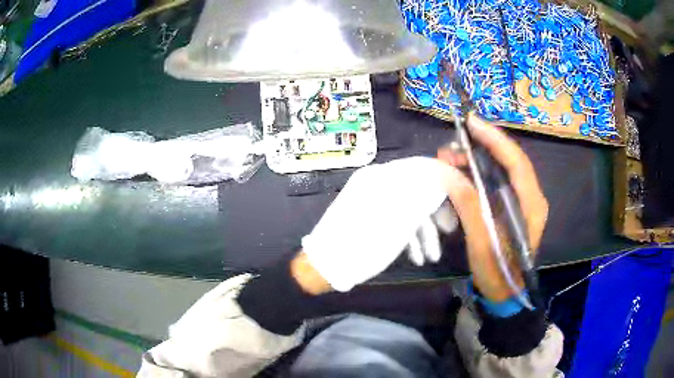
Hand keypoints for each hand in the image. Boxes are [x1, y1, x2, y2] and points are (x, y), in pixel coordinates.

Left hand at [301, 157, 454, 291]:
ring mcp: (372, 199)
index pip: (421, 167)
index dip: (445, 179)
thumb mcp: (398, 222)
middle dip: (436, 211)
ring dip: (423, 230)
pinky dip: (408, 234)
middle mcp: (376, 182)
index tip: (464, 194)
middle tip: (450, 229)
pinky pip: (395, 218)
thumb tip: (445, 177)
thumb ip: (422, 196)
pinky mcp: (369, 216)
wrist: (326, 267)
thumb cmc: (363, 245)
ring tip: (433, 256)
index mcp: (381, 177)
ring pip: (407, 207)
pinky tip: (417, 256)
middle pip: (417, 189)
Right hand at [437, 114, 547, 301]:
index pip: (516, 162)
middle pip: (509, 160)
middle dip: (482, 147)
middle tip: (452, 146)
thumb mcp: (482, 241)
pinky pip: (496, 181)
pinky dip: (478, 173)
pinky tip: (461, 173)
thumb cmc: (497, 271)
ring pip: (502, 169)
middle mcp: (531, 197)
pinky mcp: (512, 206)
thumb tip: (448, 173)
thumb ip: (469, 205)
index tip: (471, 122)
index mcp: (531, 205)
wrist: (505, 293)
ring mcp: (523, 201)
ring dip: (477, 160)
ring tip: (450, 159)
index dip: (495, 139)